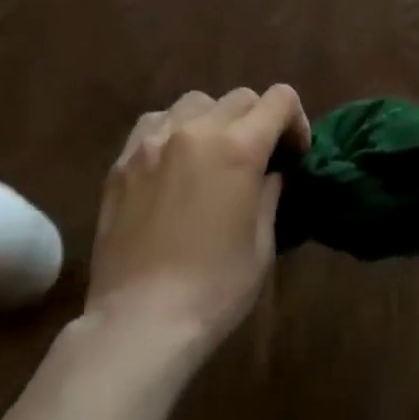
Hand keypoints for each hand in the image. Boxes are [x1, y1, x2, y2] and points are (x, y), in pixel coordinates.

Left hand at [85, 86, 310, 355]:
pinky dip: (173, 130)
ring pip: (195, 102)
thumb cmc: (214, 289)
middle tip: (256, 158)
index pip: (279, 99)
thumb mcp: (261, 244)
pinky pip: (155, 122)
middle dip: (257, 120)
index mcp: (239, 147)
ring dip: (213, 119)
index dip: (295, 120)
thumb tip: (270, 173)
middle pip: (240, 97)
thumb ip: (269, 194)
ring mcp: (154, 141)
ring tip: (211, 154)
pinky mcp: (123, 160)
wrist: (139, 322)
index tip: (293, 153)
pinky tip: (172, 161)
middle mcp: (197, 130)